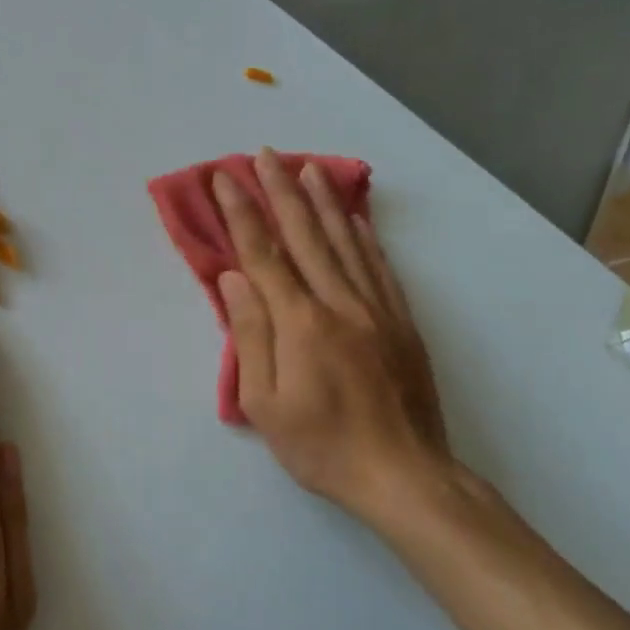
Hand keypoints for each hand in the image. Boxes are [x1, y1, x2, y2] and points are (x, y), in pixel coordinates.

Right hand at [212, 148, 456, 529]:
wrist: (405, 476)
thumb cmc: (322, 446)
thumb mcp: (265, 404)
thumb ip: (250, 335)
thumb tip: (233, 279)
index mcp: (300, 322)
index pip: (262, 254)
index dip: (241, 212)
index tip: (224, 178)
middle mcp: (339, 303)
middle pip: (305, 235)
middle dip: (281, 190)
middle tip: (265, 153)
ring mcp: (376, 309)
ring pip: (345, 242)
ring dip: (323, 201)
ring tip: (308, 168)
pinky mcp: (401, 322)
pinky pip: (379, 267)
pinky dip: (363, 236)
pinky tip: (354, 218)